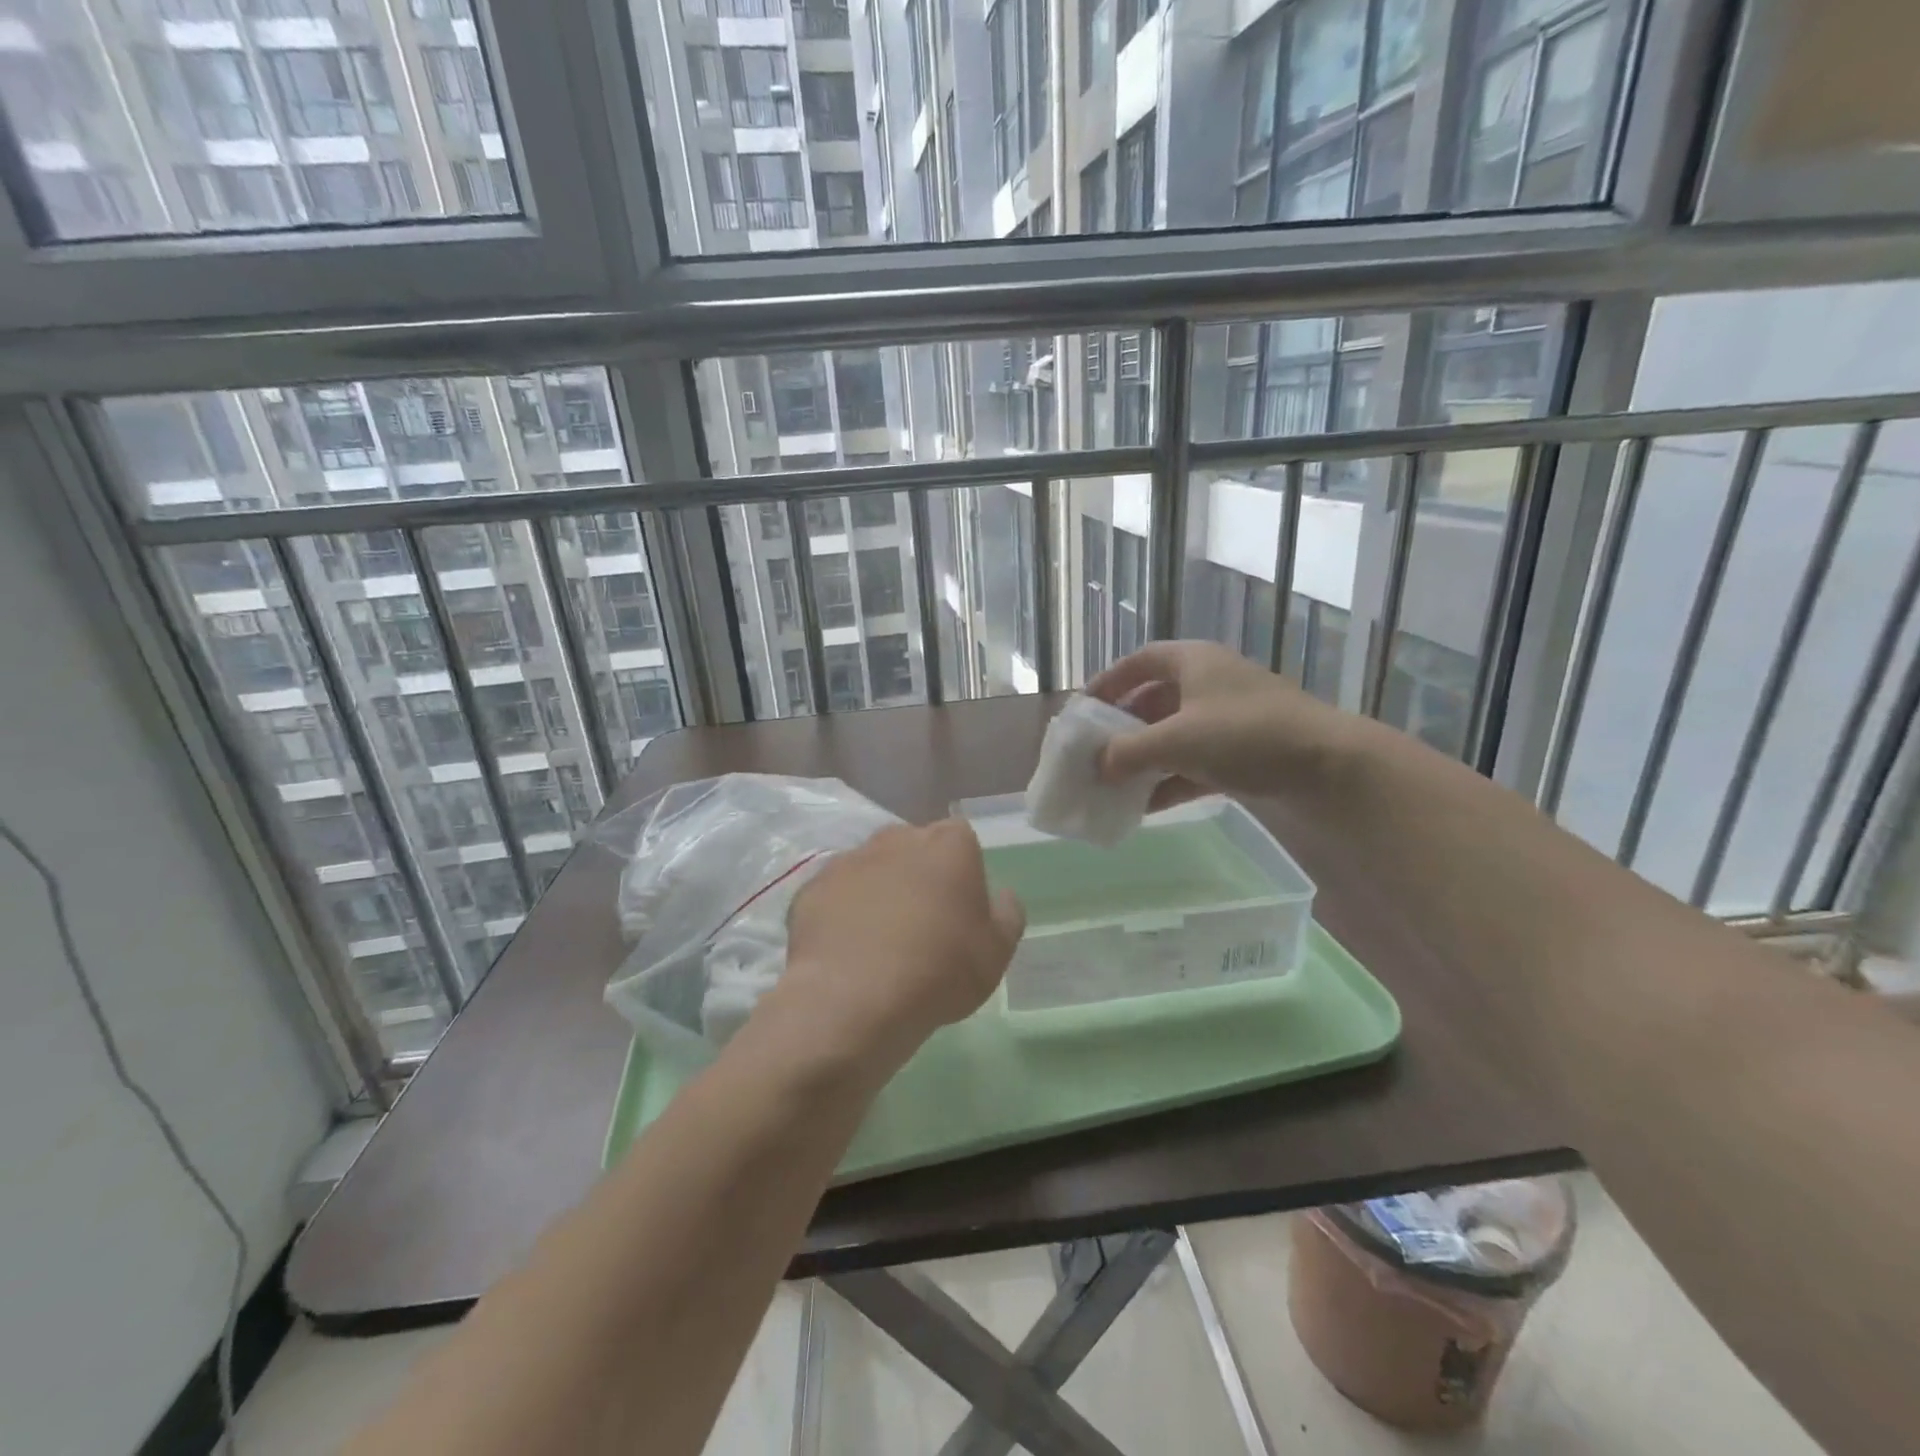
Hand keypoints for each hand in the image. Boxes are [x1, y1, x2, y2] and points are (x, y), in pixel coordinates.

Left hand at [768, 820, 1024, 1075]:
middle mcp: (896, 838)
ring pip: (872, 869)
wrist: (852, 1000)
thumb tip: (1001, 896)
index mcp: (948, 844)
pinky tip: (847, 953)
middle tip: (922, 925)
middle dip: (918, 876)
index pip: (961, 840)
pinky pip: (836, 896)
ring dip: (878, 892)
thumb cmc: (939, 970)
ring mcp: (849, 860)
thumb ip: (1007, 914)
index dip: (962, 873)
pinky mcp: (811, 888)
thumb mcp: (997, 952)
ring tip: (880, 943)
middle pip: (913, 849)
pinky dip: (842, 914)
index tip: (960, 910)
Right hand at [1086, 640, 1357, 809]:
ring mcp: (1228, 720)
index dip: (1109, 680)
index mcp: (1194, 662)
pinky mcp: (1242, 754)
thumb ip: (1128, 751)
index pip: (1141, 661)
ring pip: (1173, 735)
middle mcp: (1209, 684)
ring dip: (1144, 758)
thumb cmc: (1245, 735)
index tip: (1084, 708)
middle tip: (1097, 751)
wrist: (1328, 768)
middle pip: (1154, 700)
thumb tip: (1097, 764)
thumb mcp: (1176, 739)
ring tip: (1114, 783)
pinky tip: (1146, 806)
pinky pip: (1193, 764)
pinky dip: (1169, 781)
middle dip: (1123, 727)